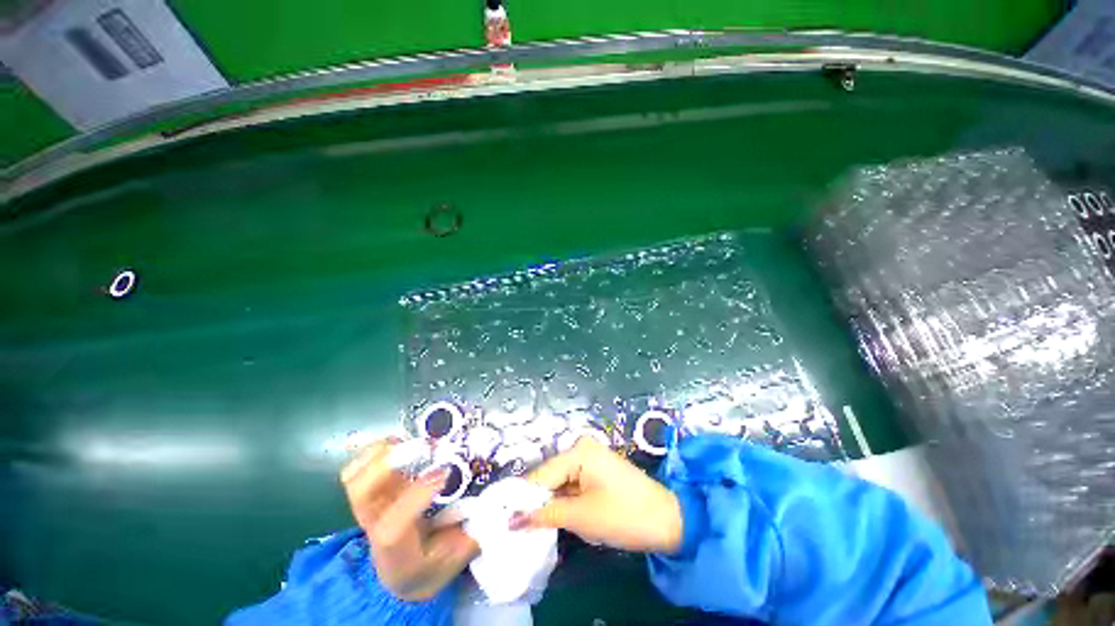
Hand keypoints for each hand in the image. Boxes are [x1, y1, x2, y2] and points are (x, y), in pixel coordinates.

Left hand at [340, 438, 478, 600]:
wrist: (404, 574)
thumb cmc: (435, 564)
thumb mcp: (460, 556)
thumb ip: (480, 530)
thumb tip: (508, 500)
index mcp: (397, 552)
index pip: (393, 527)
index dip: (415, 496)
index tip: (445, 473)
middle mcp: (375, 528)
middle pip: (362, 494)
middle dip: (391, 464)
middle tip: (425, 447)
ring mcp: (369, 507)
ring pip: (356, 477)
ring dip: (384, 453)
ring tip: (414, 443)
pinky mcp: (372, 493)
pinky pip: (359, 468)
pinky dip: (375, 451)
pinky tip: (400, 444)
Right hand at [512, 437, 682, 553]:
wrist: (668, 520)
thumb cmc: (625, 515)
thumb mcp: (581, 516)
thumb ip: (545, 514)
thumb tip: (512, 519)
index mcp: (578, 451)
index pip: (541, 475)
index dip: (522, 498)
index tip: (501, 520)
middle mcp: (582, 447)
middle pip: (550, 476)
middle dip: (537, 501)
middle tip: (516, 527)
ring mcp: (590, 457)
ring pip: (560, 482)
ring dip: (551, 503)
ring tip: (534, 526)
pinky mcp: (597, 469)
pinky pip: (572, 484)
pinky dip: (564, 501)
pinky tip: (558, 518)